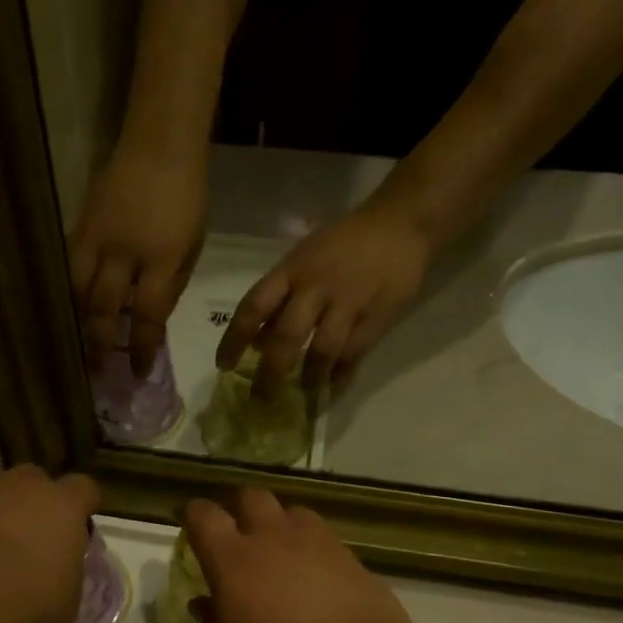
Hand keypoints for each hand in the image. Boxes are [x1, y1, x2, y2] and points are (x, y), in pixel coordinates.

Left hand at [0, 467, 100, 622]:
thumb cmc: (24, 607)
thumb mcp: (65, 604)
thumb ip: (66, 577)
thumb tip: (59, 574)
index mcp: (62, 505)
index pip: (84, 489)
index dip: (81, 507)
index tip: (77, 529)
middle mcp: (20, 485)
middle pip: (33, 481)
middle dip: (32, 503)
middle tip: (27, 539)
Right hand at [70, 146, 207, 376]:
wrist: (158, 145)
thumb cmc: (187, 196)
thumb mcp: (192, 246)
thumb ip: (171, 285)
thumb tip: (150, 319)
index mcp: (160, 259)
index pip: (146, 316)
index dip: (140, 348)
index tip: (138, 372)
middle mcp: (122, 253)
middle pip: (102, 308)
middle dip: (99, 344)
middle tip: (98, 370)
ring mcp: (95, 238)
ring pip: (76, 290)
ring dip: (79, 322)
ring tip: (80, 344)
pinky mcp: (79, 225)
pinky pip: (69, 268)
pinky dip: (71, 293)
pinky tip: (73, 309)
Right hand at [183, 489, 421, 622]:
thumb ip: (215, 622)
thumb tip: (204, 602)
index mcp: (233, 560)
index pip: (203, 515)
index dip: (193, 516)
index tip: (190, 528)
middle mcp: (273, 537)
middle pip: (250, 496)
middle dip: (238, 509)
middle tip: (236, 535)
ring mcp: (316, 541)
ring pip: (290, 510)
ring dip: (279, 523)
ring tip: (279, 552)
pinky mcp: (350, 555)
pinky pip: (322, 535)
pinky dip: (310, 545)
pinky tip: (314, 574)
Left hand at [215, 202, 430, 396]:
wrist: (399, 225)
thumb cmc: (343, 242)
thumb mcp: (303, 258)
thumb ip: (280, 296)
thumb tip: (256, 340)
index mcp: (290, 271)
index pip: (253, 308)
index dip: (234, 340)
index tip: (224, 366)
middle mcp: (314, 288)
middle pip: (285, 337)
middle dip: (270, 373)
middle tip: (262, 397)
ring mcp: (346, 303)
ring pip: (321, 351)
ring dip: (309, 378)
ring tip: (304, 392)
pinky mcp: (375, 317)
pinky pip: (353, 354)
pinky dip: (340, 373)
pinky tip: (333, 383)